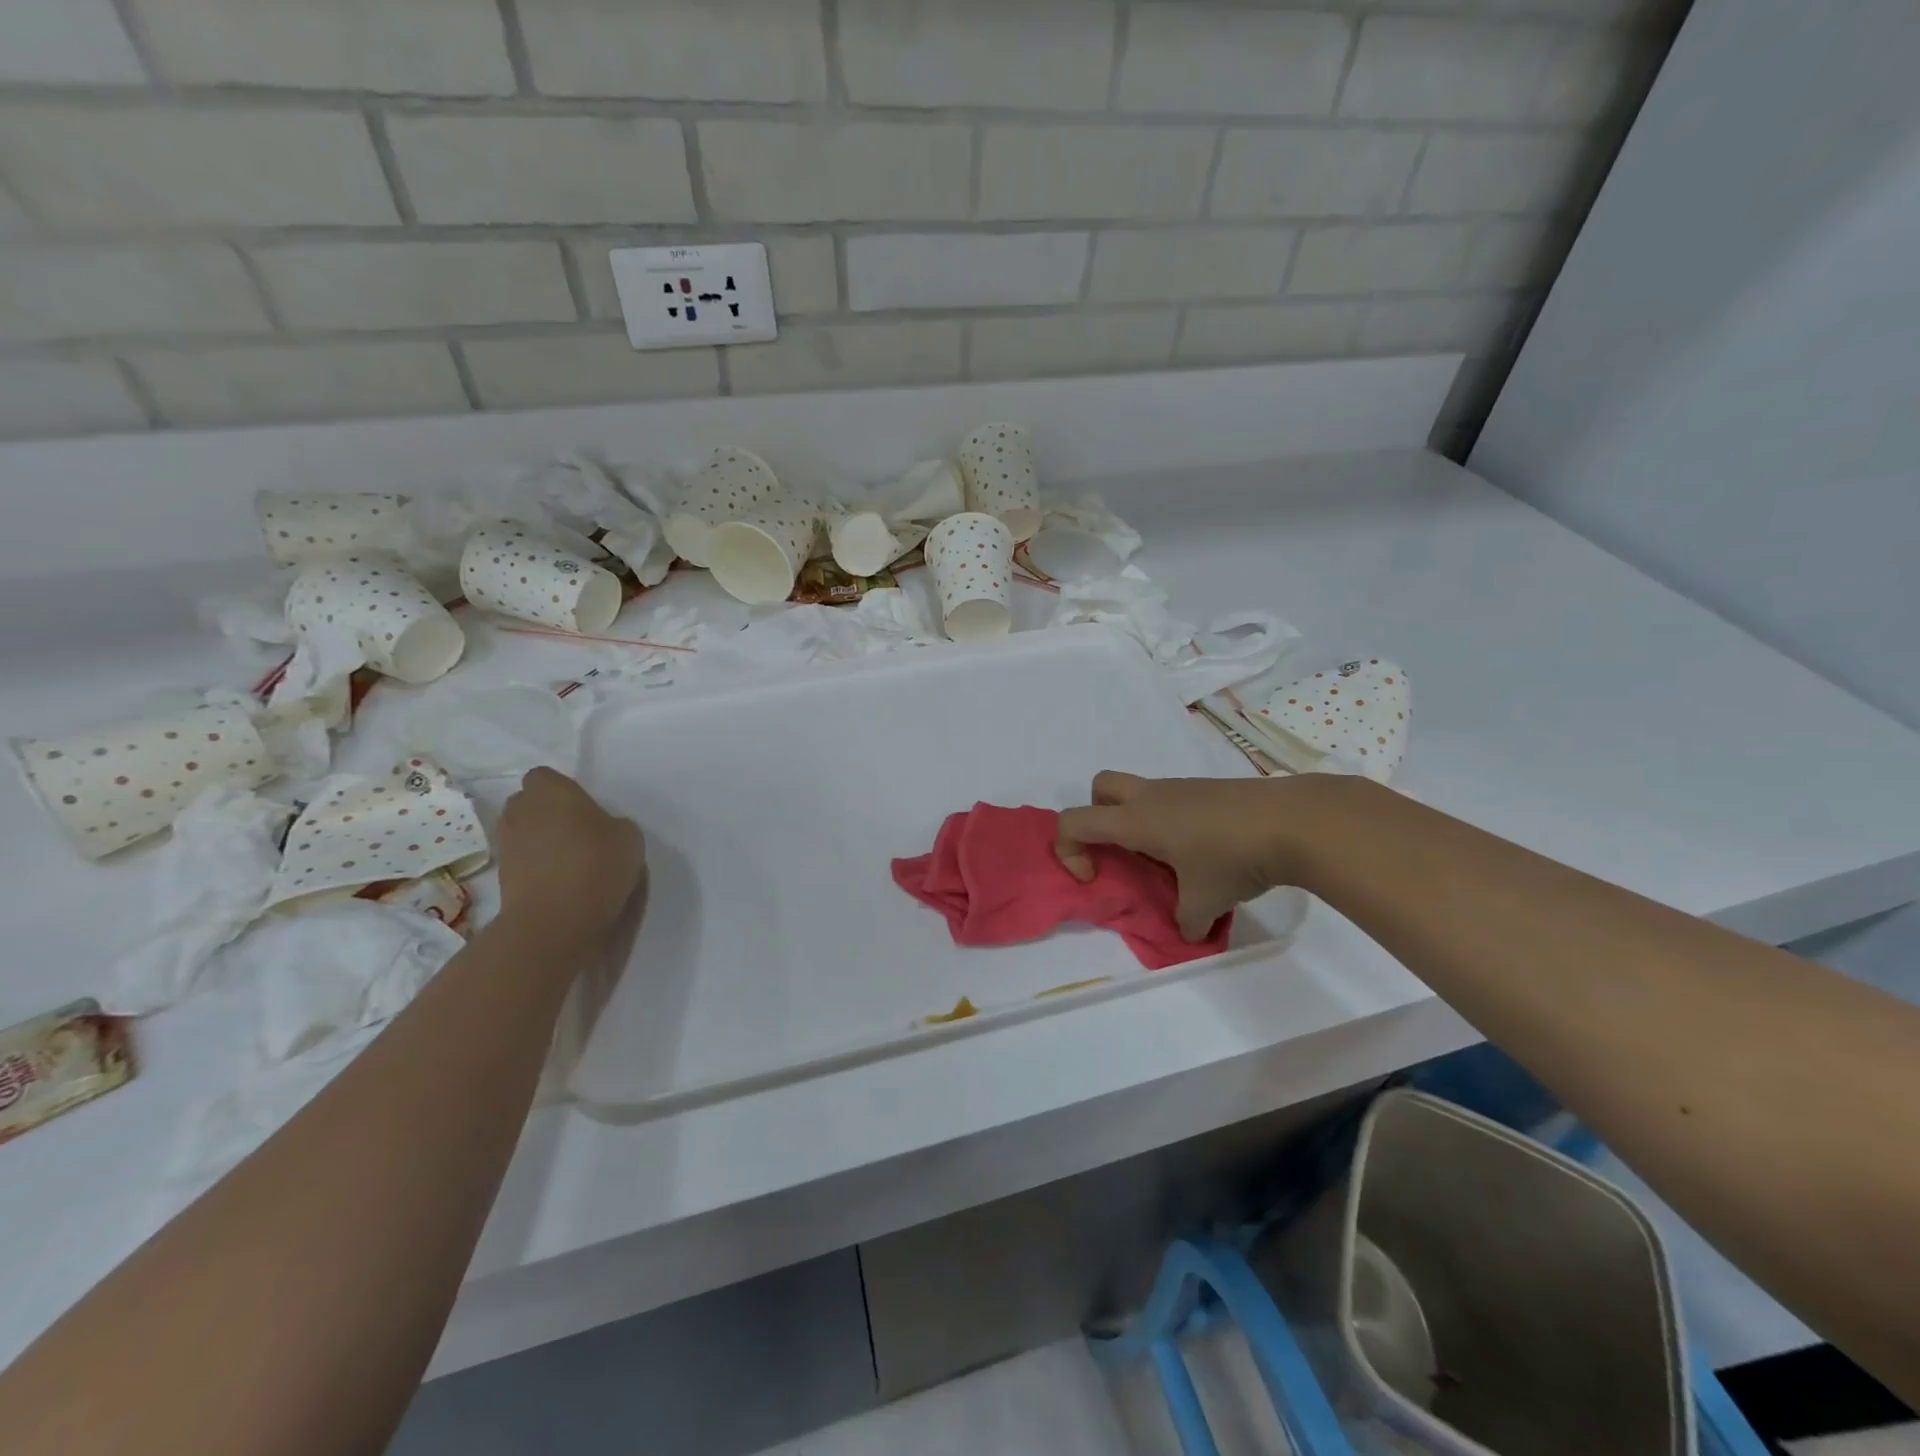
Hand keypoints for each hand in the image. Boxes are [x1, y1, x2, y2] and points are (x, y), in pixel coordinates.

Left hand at [496, 768, 645, 942]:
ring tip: (570, 860)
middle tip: (577, 831)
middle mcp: (521, 811)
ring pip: (523, 832)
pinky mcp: (502, 877)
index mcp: (551, 791)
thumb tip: (599, 831)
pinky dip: (536, 867)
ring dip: (540, 840)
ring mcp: (507, 845)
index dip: (563, 790)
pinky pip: (522, 861)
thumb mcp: (628, 836)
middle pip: (529, 803)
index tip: (584, 808)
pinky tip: (562, 882)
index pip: (545, 777)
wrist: (557, 920)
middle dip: (546, 813)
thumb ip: (611, 824)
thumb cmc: (597, 864)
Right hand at [1055, 771, 1302, 940]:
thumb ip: (1186, 921)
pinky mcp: (1208, 789)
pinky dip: (1172, 822)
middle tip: (1121, 850)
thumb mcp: (1206, 902)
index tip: (1095, 876)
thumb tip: (1189, 932)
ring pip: (1139, 792)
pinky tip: (1205, 851)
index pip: (1074, 820)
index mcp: (1136, 820)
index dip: (1069, 849)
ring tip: (1170, 861)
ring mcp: (1182, 788)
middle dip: (1097, 817)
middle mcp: (1151, 796)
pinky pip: (1172, 799)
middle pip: (1100, 786)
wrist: (1293, 821)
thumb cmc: (1233, 858)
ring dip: (1139, 821)